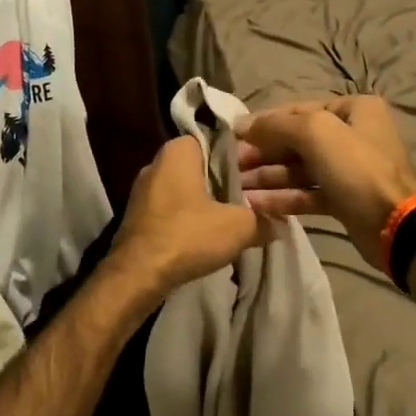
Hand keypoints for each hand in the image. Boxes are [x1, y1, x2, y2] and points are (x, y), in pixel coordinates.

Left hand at [108, 137, 271, 296]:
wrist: (137, 276)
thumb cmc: (187, 236)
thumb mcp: (238, 226)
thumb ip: (262, 220)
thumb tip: (278, 223)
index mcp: (178, 151)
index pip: (216, 139)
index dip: (241, 154)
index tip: (261, 170)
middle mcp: (157, 163)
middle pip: (202, 165)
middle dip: (227, 180)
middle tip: (254, 195)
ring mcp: (144, 191)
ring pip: (188, 188)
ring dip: (210, 201)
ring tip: (237, 216)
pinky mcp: (139, 216)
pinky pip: (174, 208)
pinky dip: (192, 217)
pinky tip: (210, 233)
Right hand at [234, 96, 415, 270]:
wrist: (396, 227)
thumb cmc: (358, 169)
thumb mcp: (316, 133)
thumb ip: (278, 125)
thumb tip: (243, 125)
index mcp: (353, 109)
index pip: (298, 110)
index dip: (264, 123)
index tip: (232, 136)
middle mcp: (352, 134)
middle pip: (297, 140)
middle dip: (263, 153)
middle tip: (232, 166)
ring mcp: (349, 169)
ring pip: (300, 169)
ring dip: (268, 177)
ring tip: (237, 188)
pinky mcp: (344, 199)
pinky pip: (308, 193)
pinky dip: (283, 198)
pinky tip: (256, 204)